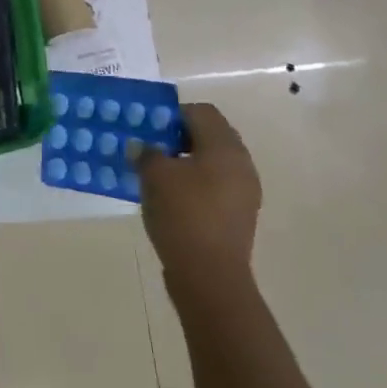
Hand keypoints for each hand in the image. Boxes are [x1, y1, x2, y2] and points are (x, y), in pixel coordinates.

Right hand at [138, 102, 262, 288]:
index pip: (201, 111)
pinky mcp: (238, 215)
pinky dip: (193, 184)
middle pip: (209, 135)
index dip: (172, 114)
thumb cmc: (183, 214)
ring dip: (184, 162)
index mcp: (225, 147)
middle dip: (178, 137)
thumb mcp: (154, 176)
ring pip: (211, 162)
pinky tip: (169, 198)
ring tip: (155, 173)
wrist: (210, 276)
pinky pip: (214, 186)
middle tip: (149, 147)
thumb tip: (142, 146)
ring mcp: (244, 192)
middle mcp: (241, 164)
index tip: (147, 127)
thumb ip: (146, 153)